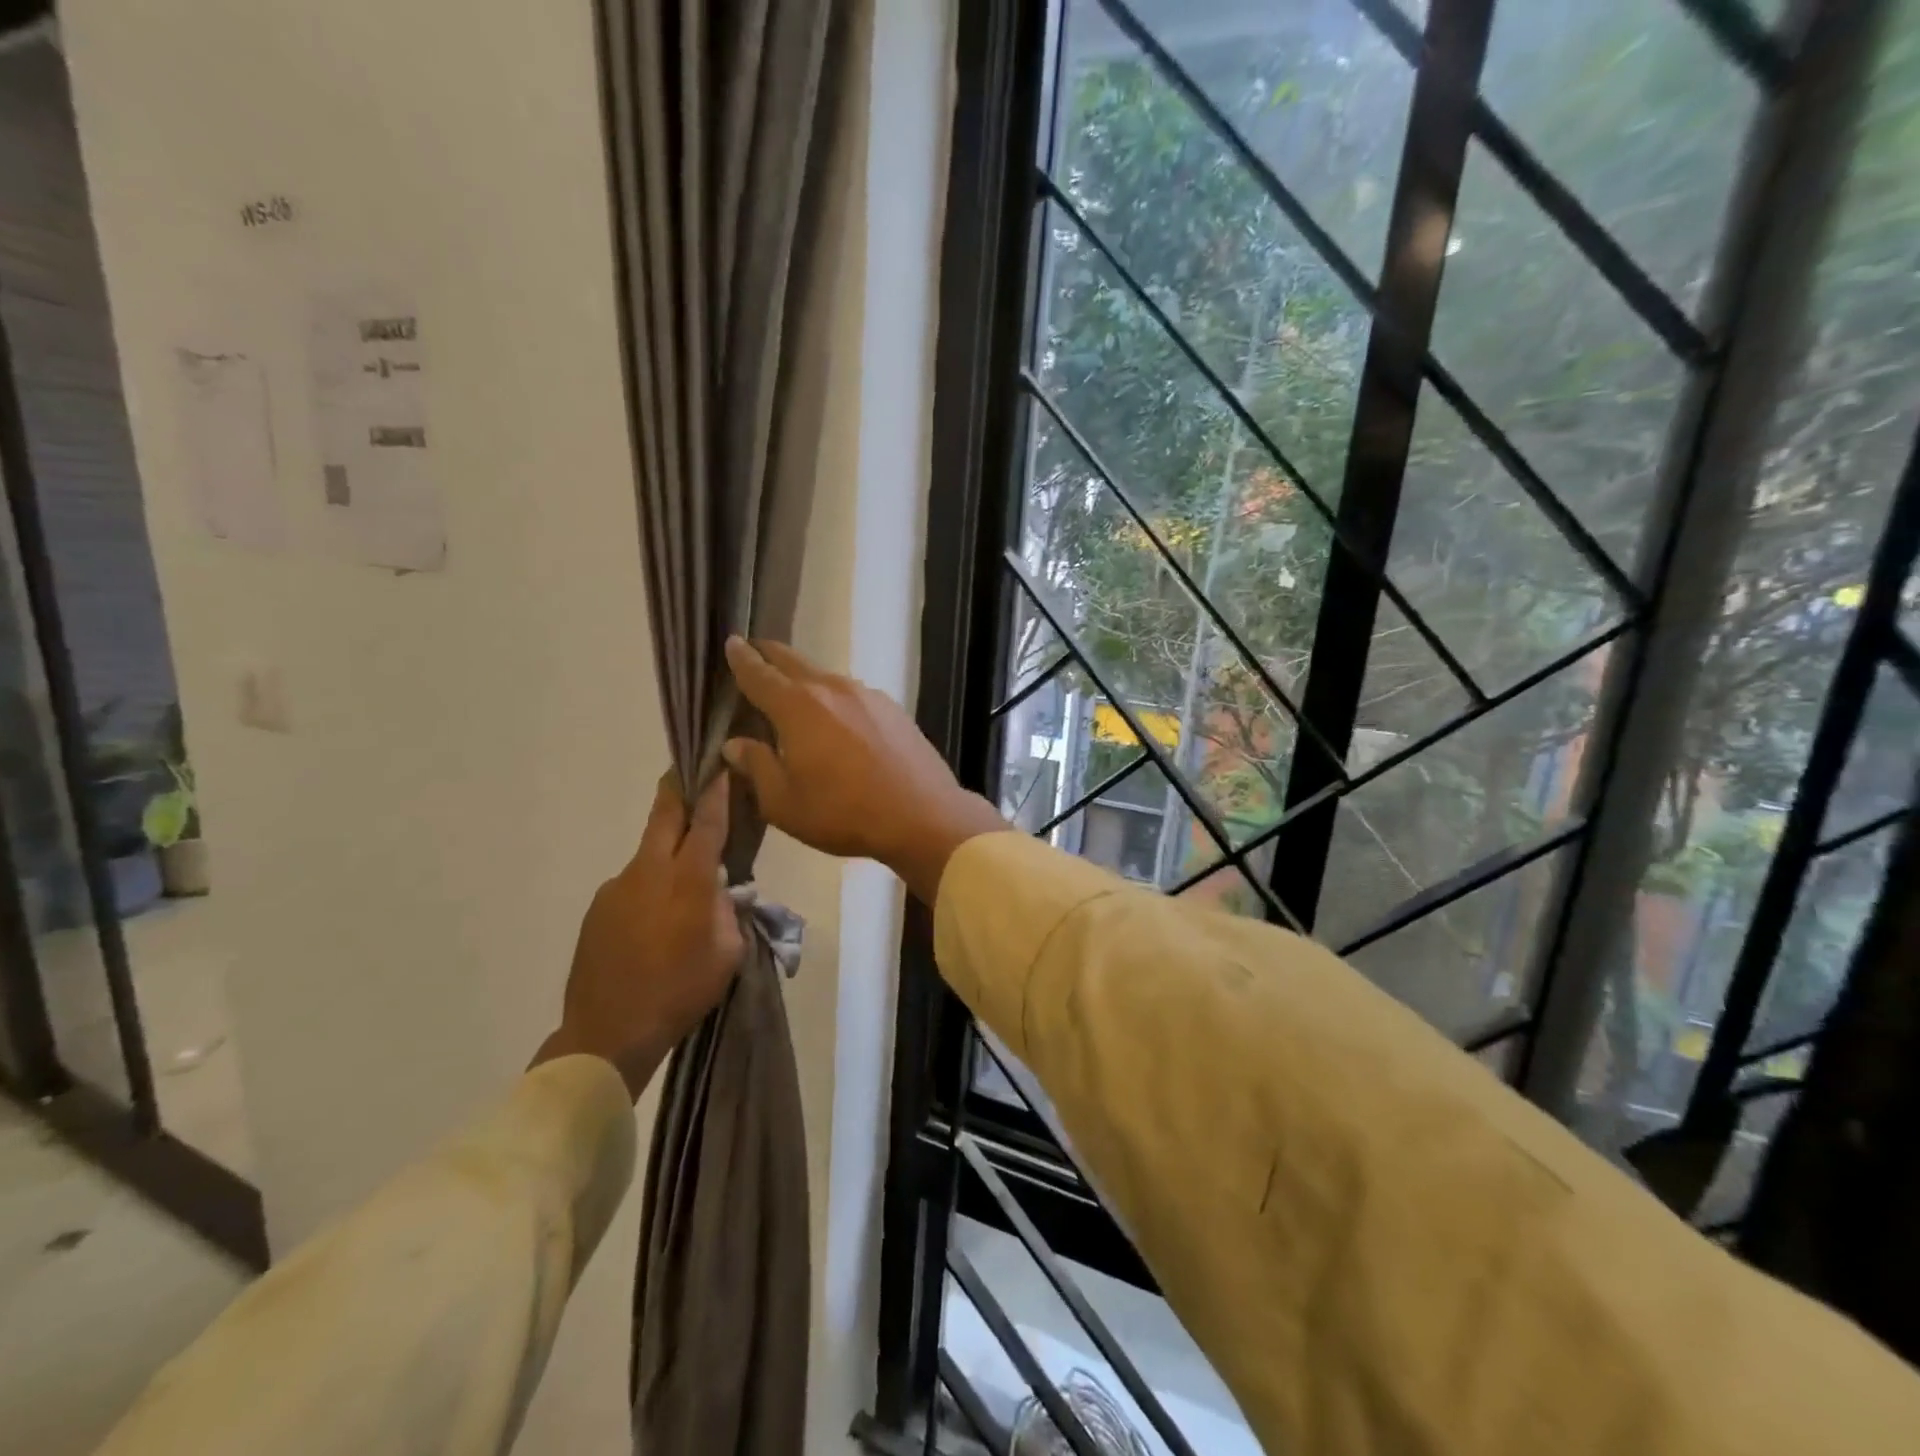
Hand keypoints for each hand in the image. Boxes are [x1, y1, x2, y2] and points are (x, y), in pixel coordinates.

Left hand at [533, 774, 743, 1099]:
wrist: (608, 1033)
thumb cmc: (681, 992)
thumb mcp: (728, 953)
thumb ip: (729, 911)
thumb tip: (720, 890)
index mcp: (688, 881)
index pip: (706, 823)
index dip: (716, 793)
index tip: (720, 767)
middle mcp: (649, 872)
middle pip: (665, 816)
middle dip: (678, 789)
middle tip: (688, 772)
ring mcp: (616, 888)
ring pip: (648, 854)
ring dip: (666, 852)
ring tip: (682, 881)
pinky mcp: (597, 909)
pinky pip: (632, 885)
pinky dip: (649, 887)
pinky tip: (654, 920)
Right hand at [721, 636, 1005, 903]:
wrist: (923, 814)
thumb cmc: (843, 813)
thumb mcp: (784, 803)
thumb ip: (757, 767)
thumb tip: (735, 744)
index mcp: (797, 707)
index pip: (759, 674)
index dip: (741, 659)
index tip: (731, 642)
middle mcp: (832, 688)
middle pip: (793, 661)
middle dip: (770, 655)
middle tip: (755, 653)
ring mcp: (867, 695)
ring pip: (825, 677)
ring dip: (804, 679)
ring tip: (795, 693)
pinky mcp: (893, 708)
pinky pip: (852, 695)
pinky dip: (834, 698)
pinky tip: (838, 720)